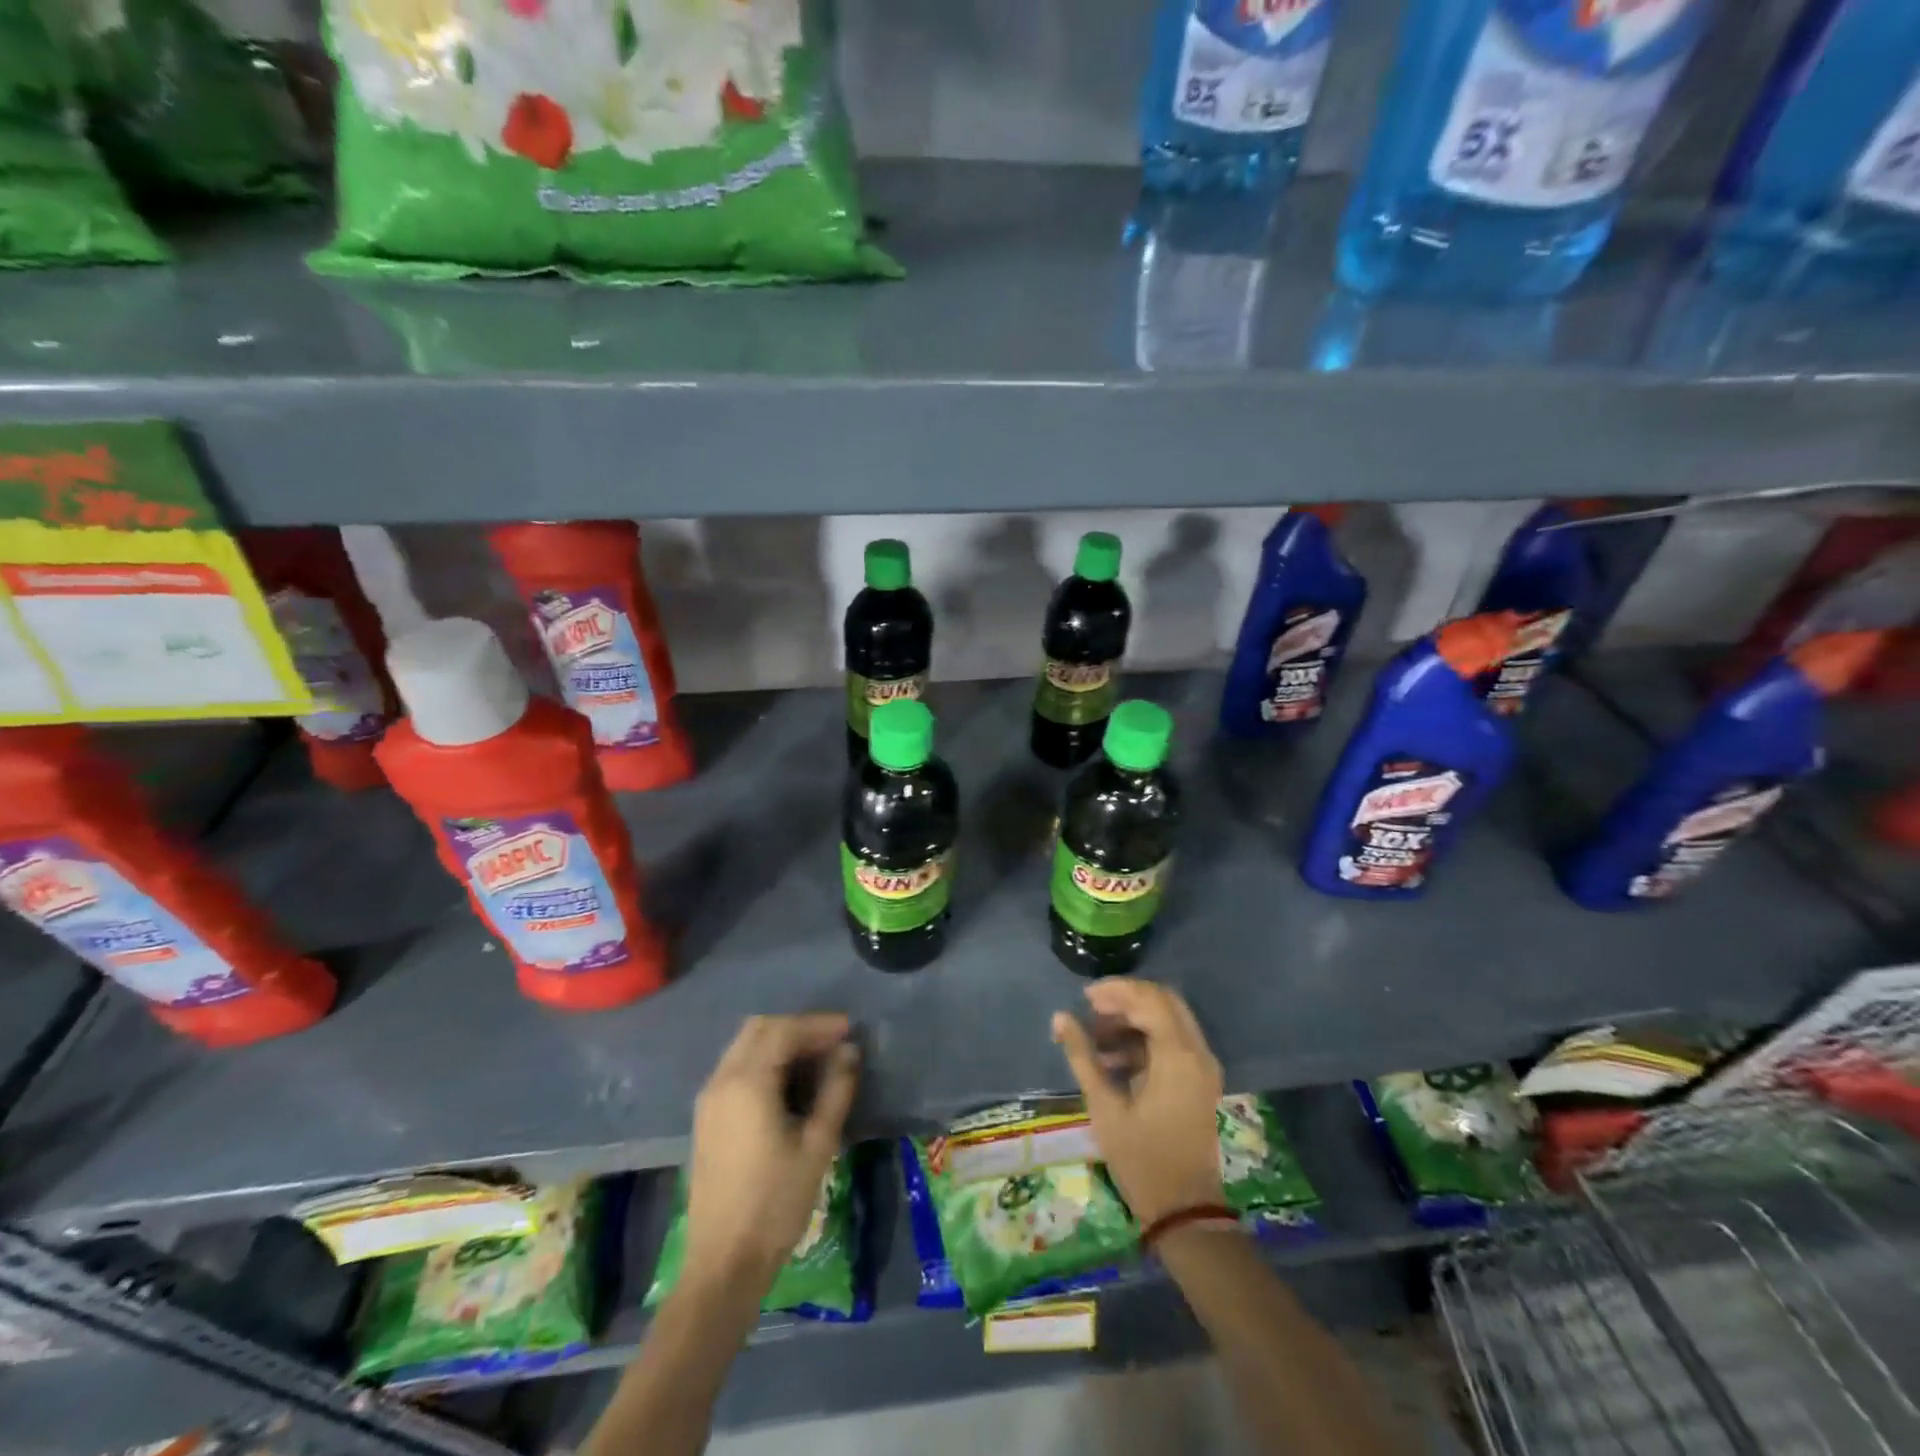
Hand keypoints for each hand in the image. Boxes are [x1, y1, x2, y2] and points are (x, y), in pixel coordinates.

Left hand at [684, 1014, 858, 1291]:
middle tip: (833, 1042)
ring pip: (745, 1046)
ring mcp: (709, 1099)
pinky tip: (788, 1082)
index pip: (784, 1031)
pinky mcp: (706, 1118)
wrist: (723, 1264)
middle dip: (797, 1028)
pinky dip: (764, 1060)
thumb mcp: (817, 1145)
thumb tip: (849, 1052)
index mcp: (747, 1083)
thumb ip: (836, 1091)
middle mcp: (722, 1080)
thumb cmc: (775, 1204)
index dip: (818, 1025)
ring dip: (780, 1042)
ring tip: (816, 1059)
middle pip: (759, 1029)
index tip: (850, 1030)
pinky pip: (736, 1068)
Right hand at [1052, 979, 1223, 1226]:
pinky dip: (1145, 1040)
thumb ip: (1083, 1056)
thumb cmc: (1142, 1160)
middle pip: (1163, 1002)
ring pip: (1169, 1020)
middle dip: (1125, 1001)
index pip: (1149, 998)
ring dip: (1134, 1020)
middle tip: (1091, 1011)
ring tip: (1095, 1040)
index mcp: (1179, 1055)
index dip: (1115, 991)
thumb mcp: (1105, 1106)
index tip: (1084, 999)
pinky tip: (1113, 1061)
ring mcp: (1203, 1067)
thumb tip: (1060, 1017)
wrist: (1185, 1212)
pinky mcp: (1200, 1082)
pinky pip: (1173, 1042)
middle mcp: (1198, 1052)